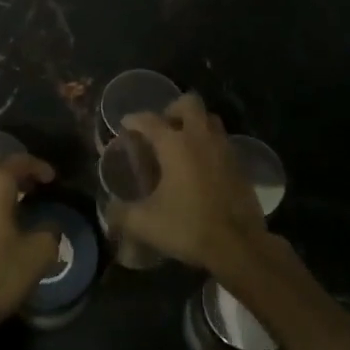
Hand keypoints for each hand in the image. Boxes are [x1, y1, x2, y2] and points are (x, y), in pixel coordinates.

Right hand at [118, 94, 268, 273]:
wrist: (239, 245)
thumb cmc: (188, 226)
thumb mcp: (145, 223)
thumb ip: (121, 214)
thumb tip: (108, 213)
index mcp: (174, 144)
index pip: (149, 120)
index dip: (134, 120)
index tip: (125, 124)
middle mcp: (200, 138)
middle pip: (189, 103)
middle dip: (172, 109)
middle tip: (162, 129)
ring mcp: (224, 149)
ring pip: (210, 120)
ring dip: (195, 124)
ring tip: (182, 144)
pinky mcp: (241, 165)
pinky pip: (222, 142)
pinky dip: (210, 145)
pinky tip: (201, 167)